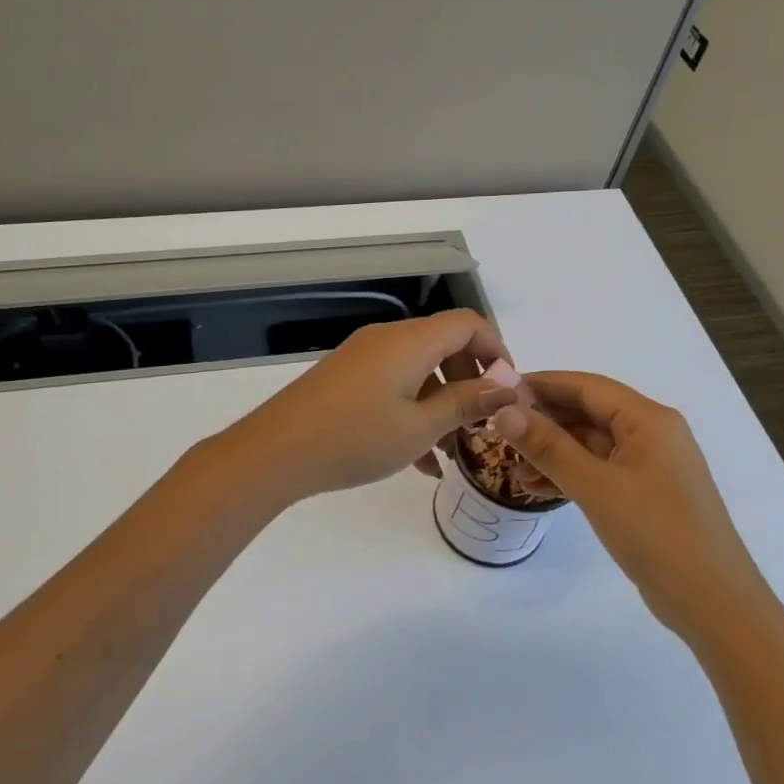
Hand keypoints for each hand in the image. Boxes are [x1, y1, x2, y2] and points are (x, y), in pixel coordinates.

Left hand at [223, 311, 519, 502]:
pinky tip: (420, 460)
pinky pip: (393, 385)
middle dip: (470, 382)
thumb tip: (506, 385)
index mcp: (410, 341)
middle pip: (444, 344)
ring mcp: (362, 358)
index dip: (496, 350)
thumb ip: (466, 403)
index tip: (508, 390)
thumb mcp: (420, 426)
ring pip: (419, 370)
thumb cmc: (355, 438)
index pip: (467, 322)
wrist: (275, 452)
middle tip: (480, 425)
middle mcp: (387, 339)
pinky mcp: (345, 379)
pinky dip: (413, 411)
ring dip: (442, 404)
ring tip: (452, 451)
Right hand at [490, 372, 768, 634]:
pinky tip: (535, 488)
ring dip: (551, 451)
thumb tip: (503, 411)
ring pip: (590, 444)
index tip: (498, 391)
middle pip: (587, 412)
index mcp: (648, 419)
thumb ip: (548, 446)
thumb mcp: (595, 486)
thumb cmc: (656, 532)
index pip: (586, 386)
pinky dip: (568, 474)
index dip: (542, 384)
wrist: (713, 602)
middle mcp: (651, 434)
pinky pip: (598, 470)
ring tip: (511, 468)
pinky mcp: (645, 494)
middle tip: (497, 432)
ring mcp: (649, 466)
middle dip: (542, 421)